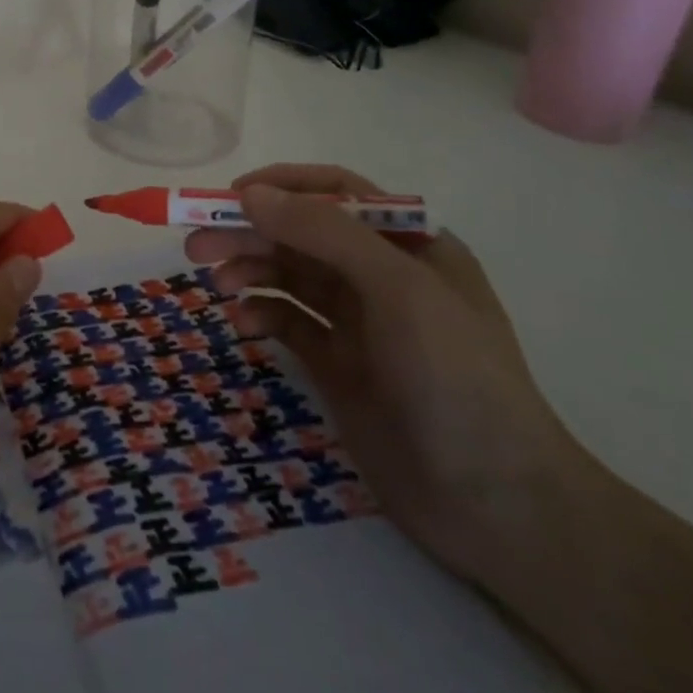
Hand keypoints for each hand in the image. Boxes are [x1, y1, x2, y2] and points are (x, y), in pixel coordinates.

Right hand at [186, 163, 585, 582]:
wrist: (497, 507)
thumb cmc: (457, 378)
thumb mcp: (398, 289)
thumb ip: (324, 232)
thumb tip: (251, 194)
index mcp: (409, 243)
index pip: (336, 190)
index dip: (283, 186)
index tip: (231, 197)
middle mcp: (381, 274)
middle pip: (302, 233)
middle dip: (250, 232)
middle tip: (195, 245)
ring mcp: (359, 321)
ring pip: (289, 275)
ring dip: (248, 270)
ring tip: (215, 285)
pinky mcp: (338, 364)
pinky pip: (288, 322)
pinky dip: (260, 315)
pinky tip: (243, 325)